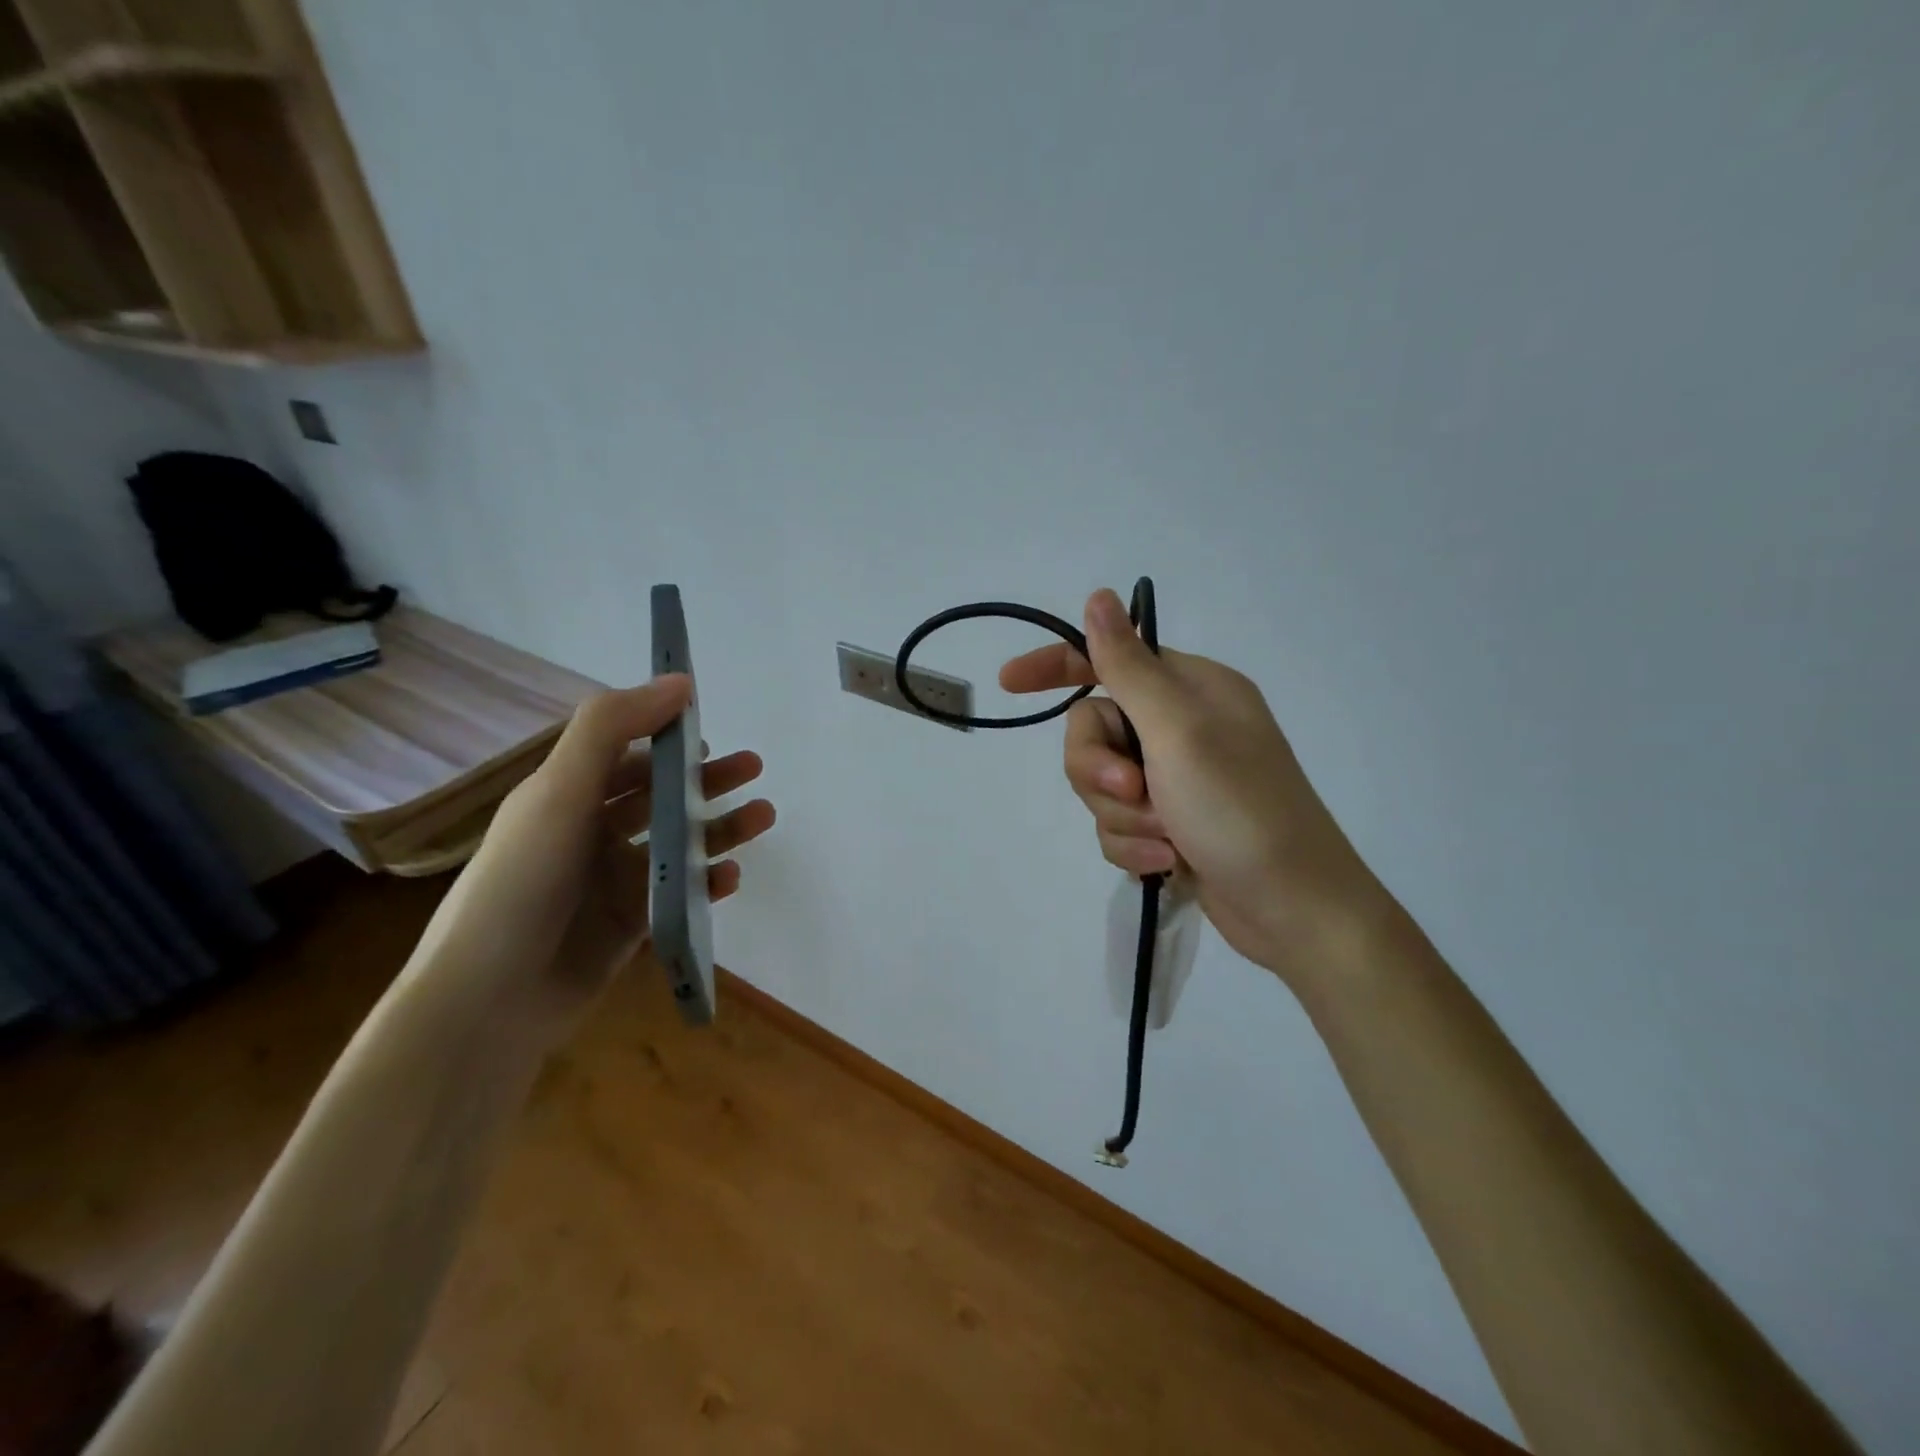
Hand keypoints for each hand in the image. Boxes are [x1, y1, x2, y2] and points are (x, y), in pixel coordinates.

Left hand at [424, 676, 774, 1031]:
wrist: (491, 999)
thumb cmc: (523, 882)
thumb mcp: (560, 791)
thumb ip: (612, 728)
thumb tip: (678, 682)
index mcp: (566, 795)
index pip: (624, 752)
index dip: (664, 735)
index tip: (709, 728)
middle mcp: (590, 832)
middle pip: (660, 795)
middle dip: (706, 780)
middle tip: (754, 769)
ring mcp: (612, 880)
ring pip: (678, 842)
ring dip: (720, 828)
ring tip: (764, 816)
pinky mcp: (632, 923)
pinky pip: (680, 891)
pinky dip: (707, 882)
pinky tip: (730, 878)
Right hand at [1000, 590, 1385, 987]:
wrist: (1295, 911)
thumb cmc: (1240, 809)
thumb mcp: (1178, 730)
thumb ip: (1127, 666)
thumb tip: (1099, 597)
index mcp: (1191, 690)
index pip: (1108, 661)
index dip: (1057, 667)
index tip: (1009, 682)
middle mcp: (1182, 728)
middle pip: (1094, 732)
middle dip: (1100, 770)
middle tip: (1134, 792)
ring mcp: (1176, 780)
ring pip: (1101, 785)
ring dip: (1122, 816)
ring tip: (1165, 839)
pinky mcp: (1171, 825)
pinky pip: (1118, 824)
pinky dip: (1135, 845)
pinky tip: (1169, 864)